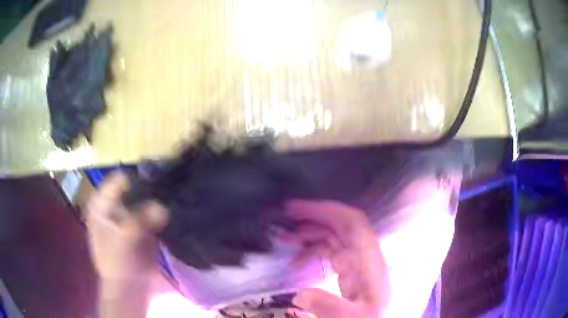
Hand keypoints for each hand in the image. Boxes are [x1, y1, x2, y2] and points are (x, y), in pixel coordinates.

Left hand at [86, 171, 167, 281]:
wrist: (128, 288)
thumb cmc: (118, 264)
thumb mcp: (124, 241)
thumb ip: (140, 221)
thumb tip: (163, 207)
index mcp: (102, 205)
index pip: (118, 180)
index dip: (136, 179)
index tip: (156, 181)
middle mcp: (114, 206)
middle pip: (133, 188)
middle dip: (150, 189)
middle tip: (168, 190)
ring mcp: (128, 216)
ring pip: (144, 199)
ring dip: (157, 200)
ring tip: (173, 200)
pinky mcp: (141, 227)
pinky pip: (152, 213)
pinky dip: (161, 212)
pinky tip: (172, 212)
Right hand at [283, 200, 390, 317]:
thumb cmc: (369, 316)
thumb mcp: (351, 316)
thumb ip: (328, 306)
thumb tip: (300, 293)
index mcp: (367, 259)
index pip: (352, 223)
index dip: (327, 210)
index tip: (299, 209)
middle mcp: (363, 253)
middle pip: (340, 224)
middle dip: (314, 215)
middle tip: (286, 215)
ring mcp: (356, 260)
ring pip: (333, 236)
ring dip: (309, 233)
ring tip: (284, 239)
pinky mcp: (349, 268)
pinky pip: (329, 250)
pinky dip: (312, 250)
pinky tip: (296, 262)